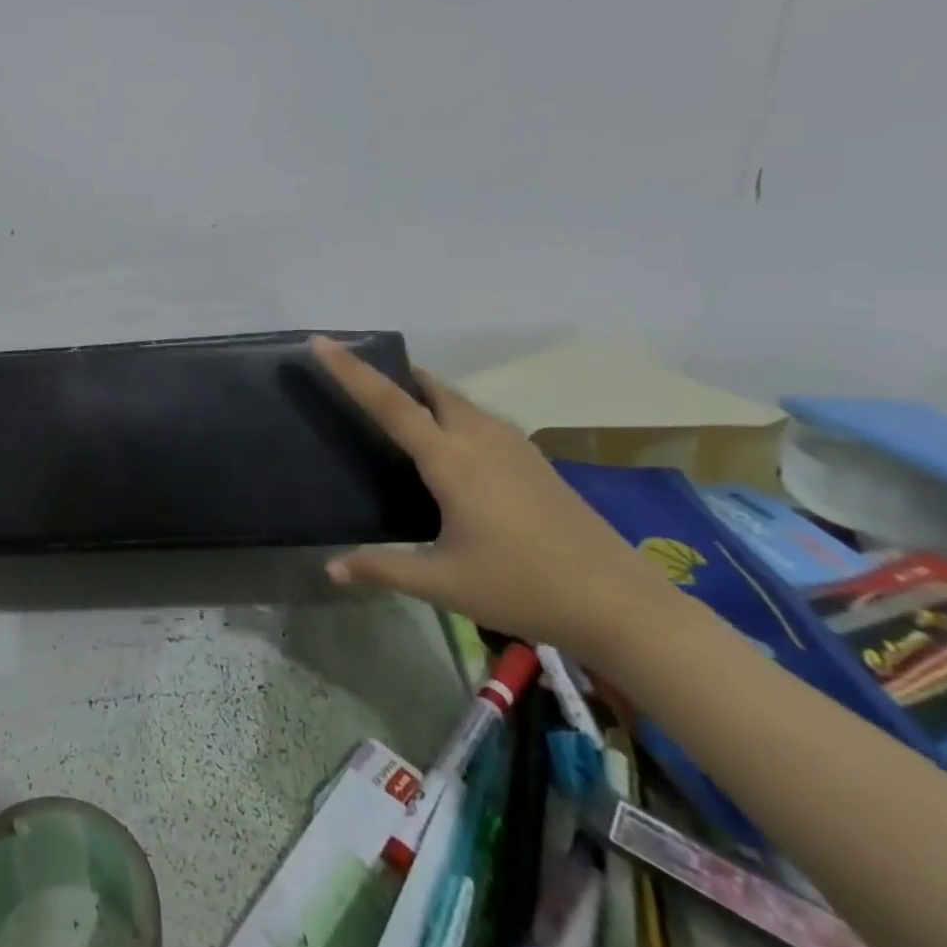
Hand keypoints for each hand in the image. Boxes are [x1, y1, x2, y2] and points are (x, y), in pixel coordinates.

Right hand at [308, 336, 675, 663]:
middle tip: (355, 373)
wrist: (623, 605)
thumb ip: (382, 568)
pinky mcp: (533, 461)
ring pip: (457, 401)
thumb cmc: (523, 587)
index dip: (351, 371)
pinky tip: (448, 443)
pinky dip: (450, 411)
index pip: (389, 403)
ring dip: (423, 393)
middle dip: (391, 373)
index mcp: (451, 460)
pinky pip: (479, 418)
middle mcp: (480, 439)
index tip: (322, 341)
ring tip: (395, 404)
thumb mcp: (442, 583)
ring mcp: (513, 446)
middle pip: (428, 388)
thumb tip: (329, 569)